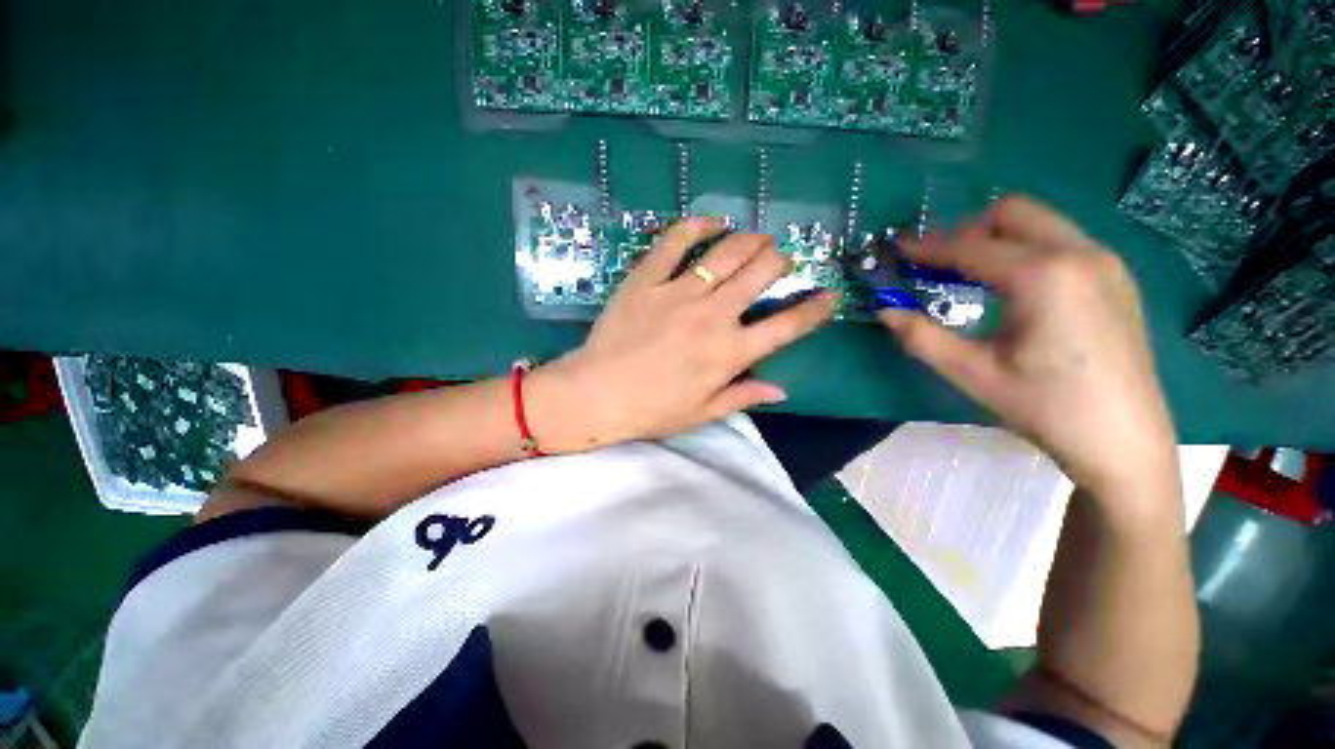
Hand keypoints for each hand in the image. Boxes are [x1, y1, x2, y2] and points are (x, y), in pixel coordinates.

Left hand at [527, 218, 836, 452]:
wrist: (596, 394)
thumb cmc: (651, 410)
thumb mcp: (701, 413)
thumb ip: (743, 397)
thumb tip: (782, 390)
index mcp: (728, 355)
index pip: (785, 328)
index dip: (813, 310)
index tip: (829, 296)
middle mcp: (711, 317)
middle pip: (759, 275)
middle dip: (779, 261)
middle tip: (780, 259)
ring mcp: (677, 294)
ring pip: (725, 254)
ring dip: (749, 240)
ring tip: (756, 238)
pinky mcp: (646, 280)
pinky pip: (672, 243)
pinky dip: (693, 227)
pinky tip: (708, 221)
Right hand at [880, 197, 1177, 503]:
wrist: (1124, 441)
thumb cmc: (1046, 408)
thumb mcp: (973, 374)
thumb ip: (922, 338)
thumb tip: (885, 311)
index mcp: (1044, 276)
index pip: (971, 248)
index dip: (928, 248)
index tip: (897, 250)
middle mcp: (1080, 254)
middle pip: (1012, 212)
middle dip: (967, 232)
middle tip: (938, 267)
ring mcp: (1105, 262)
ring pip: (1040, 223)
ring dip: (997, 240)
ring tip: (970, 278)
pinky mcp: (1116, 278)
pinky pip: (1061, 242)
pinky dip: (1026, 251)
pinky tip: (1013, 291)